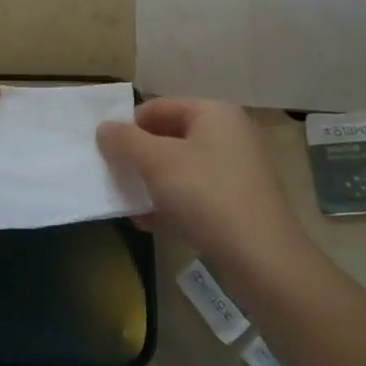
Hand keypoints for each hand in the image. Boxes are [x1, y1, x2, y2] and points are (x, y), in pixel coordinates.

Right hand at [98, 98, 310, 267]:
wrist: (262, 259)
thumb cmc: (206, 195)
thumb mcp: (156, 162)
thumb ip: (125, 141)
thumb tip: (104, 128)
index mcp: (214, 113)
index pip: (159, 107)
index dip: (129, 126)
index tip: (106, 151)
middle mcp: (229, 134)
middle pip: (169, 137)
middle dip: (139, 158)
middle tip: (115, 177)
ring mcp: (237, 170)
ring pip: (181, 168)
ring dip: (151, 183)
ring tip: (129, 204)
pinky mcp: (239, 202)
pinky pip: (195, 193)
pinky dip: (171, 203)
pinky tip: (149, 223)